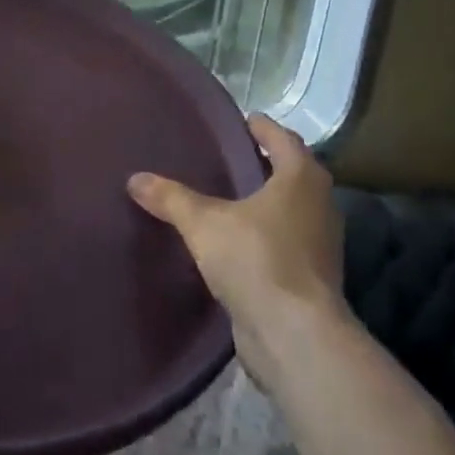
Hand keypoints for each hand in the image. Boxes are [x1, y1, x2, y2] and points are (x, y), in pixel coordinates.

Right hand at [127, 115, 346, 379]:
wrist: (294, 334)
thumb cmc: (256, 260)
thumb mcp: (203, 223)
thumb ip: (171, 198)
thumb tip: (135, 178)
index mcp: (301, 180)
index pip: (285, 140)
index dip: (264, 128)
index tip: (244, 120)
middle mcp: (319, 206)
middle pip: (293, 175)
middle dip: (265, 164)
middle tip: (228, 158)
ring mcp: (319, 245)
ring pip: (290, 211)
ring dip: (265, 203)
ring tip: (227, 198)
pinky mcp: (311, 278)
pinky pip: (285, 243)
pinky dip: (264, 235)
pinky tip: (234, 242)